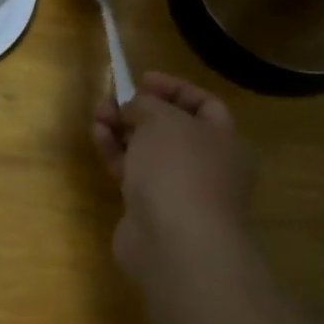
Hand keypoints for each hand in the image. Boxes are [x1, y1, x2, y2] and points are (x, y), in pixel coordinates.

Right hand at [92, 71, 254, 282]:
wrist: (175, 243)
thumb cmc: (179, 169)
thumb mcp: (163, 119)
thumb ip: (146, 104)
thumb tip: (134, 108)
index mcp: (224, 140)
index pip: (204, 104)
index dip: (173, 87)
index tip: (142, 79)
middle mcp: (206, 164)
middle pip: (171, 127)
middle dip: (140, 109)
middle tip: (112, 99)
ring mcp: (178, 189)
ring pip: (148, 150)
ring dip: (122, 129)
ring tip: (98, 115)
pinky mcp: (151, 209)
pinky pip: (133, 173)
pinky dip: (116, 154)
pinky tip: (98, 138)